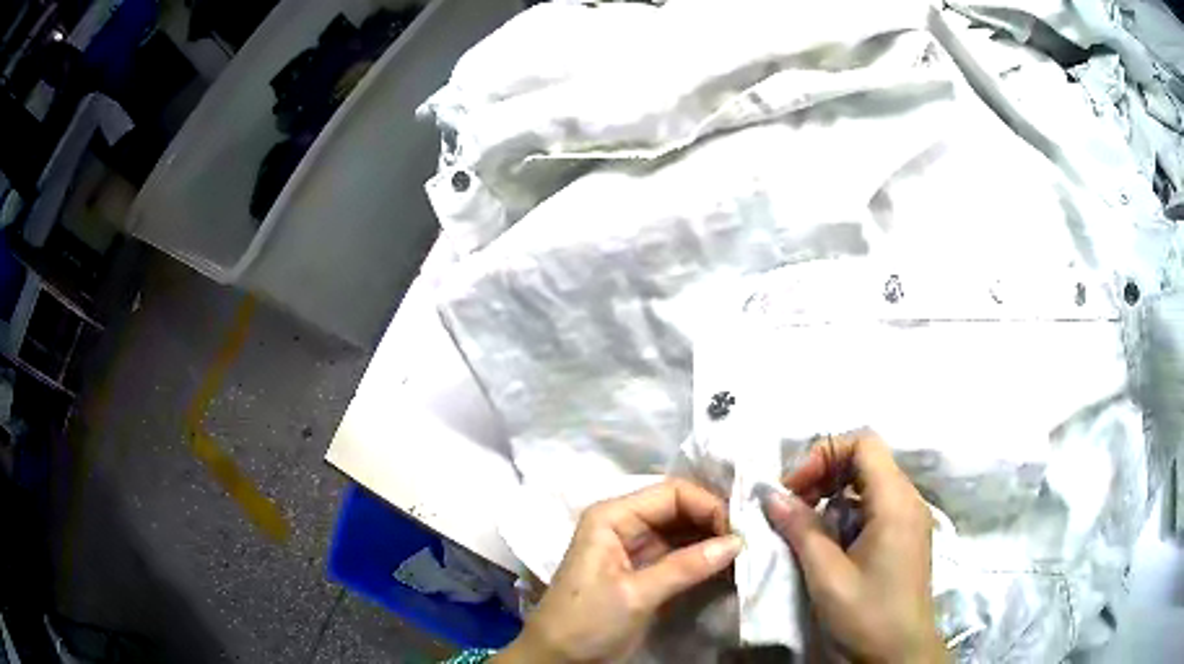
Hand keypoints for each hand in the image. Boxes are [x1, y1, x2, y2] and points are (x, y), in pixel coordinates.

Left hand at [496, 479, 742, 663]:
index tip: (740, 532)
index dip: (708, 505)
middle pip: (680, 509)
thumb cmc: (586, 621)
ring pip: (684, 532)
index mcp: (612, 516)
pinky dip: (704, 559)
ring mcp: (636, 548)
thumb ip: (686, 566)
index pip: (672, 493)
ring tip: (746, 554)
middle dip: (715, 522)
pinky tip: (729, 566)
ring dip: (713, 540)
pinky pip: (681, 555)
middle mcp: (625, 524)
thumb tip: (738, 541)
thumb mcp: (636, 594)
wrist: (559, 660)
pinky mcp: (645, 572)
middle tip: (750, 542)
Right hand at [764, 432, 945, 663]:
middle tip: (793, 505)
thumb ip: (801, 530)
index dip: (825, 454)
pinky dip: (847, 511)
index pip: (864, 442)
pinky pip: (875, 505)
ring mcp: (910, 518)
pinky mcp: (905, 535)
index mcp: (896, 501)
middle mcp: (909, 500)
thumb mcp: (828, 576)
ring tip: (806, 524)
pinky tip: (830, 540)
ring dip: (833, 493)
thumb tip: (771, 495)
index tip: (794, 489)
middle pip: (867, 458)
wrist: (899, 655)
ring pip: (870, 482)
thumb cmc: (867, 615)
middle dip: (824, 472)